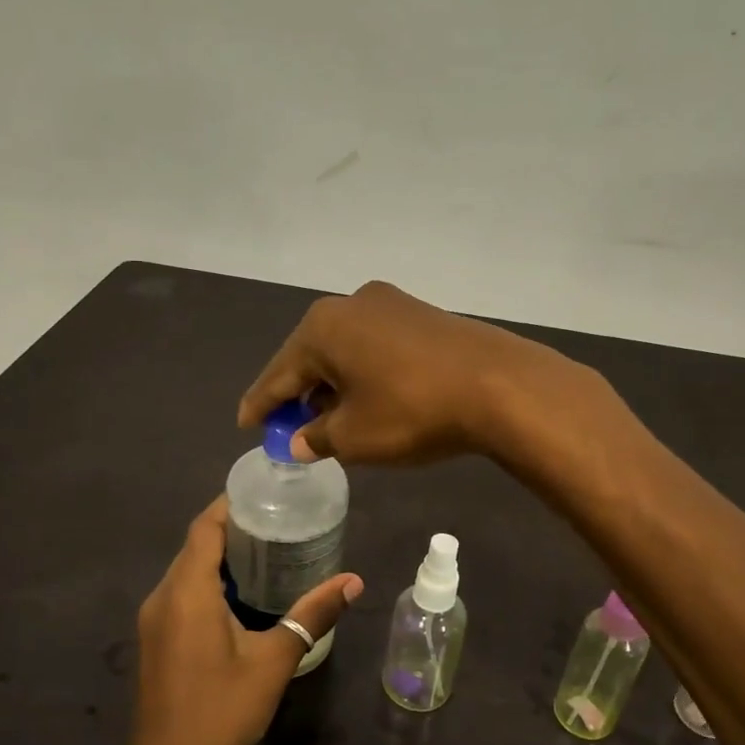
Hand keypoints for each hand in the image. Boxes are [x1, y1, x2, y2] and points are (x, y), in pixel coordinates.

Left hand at [123, 497, 362, 744]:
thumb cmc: (220, 713)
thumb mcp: (273, 662)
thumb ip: (311, 616)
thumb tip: (353, 581)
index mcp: (187, 593)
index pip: (204, 528)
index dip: (231, 504)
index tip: (267, 493)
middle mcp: (162, 597)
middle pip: (195, 546)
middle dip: (233, 528)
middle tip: (280, 520)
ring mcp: (154, 620)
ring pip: (187, 570)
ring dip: (222, 556)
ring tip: (269, 549)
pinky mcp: (156, 640)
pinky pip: (182, 593)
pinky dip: (210, 581)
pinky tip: (244, 594)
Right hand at [237, 281, 579, 464]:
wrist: (499, 386)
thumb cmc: (412, 411)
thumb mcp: (354, 436)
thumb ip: (318, 437)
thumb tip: (302, 440)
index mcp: (323, 328)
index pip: (278, 373)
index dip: (261, 404)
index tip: (246, 424)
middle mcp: (352, 304)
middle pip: (311, 356)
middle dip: (300, 394)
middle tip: (290, 428)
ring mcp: (392, 304)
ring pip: (346, 350)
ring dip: (334, 384)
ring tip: (330, 418)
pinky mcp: (423, 314)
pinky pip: (377, 347)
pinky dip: (364, 374)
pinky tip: (369, 398)